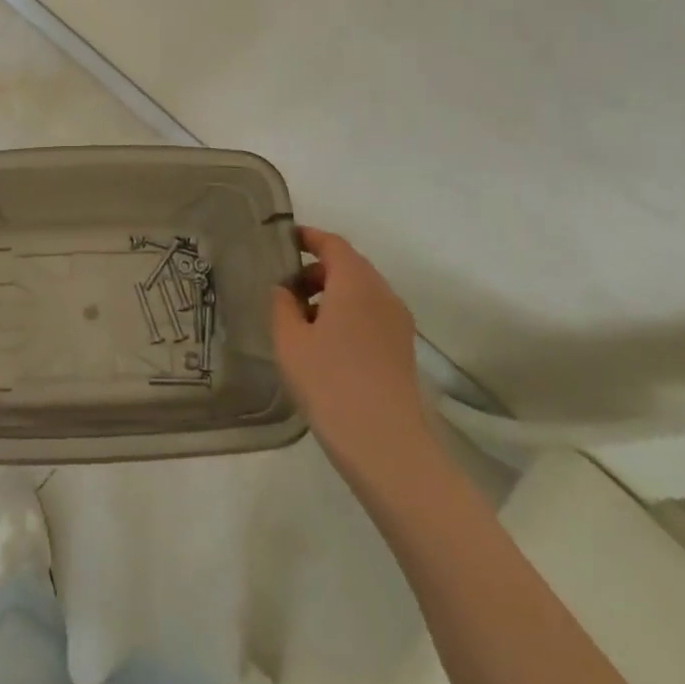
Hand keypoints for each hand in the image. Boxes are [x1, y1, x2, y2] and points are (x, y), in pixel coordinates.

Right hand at [271, 227, 433, 480]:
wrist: (386, 445)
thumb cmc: (330, 382)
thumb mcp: (289, 341)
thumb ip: (282, 305)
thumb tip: (284, 290)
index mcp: (355, 282)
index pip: (332, 244)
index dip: (309, 238)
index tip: (285, 240)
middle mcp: (382, 294)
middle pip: (349, 266)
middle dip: (317, 270)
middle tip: (287, 287)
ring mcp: (397, 323)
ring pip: (361, 293)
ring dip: (333, 294)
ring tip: (302, 320)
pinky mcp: (402, 350)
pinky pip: (371, 315)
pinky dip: (348, 315)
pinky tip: (326, 344)